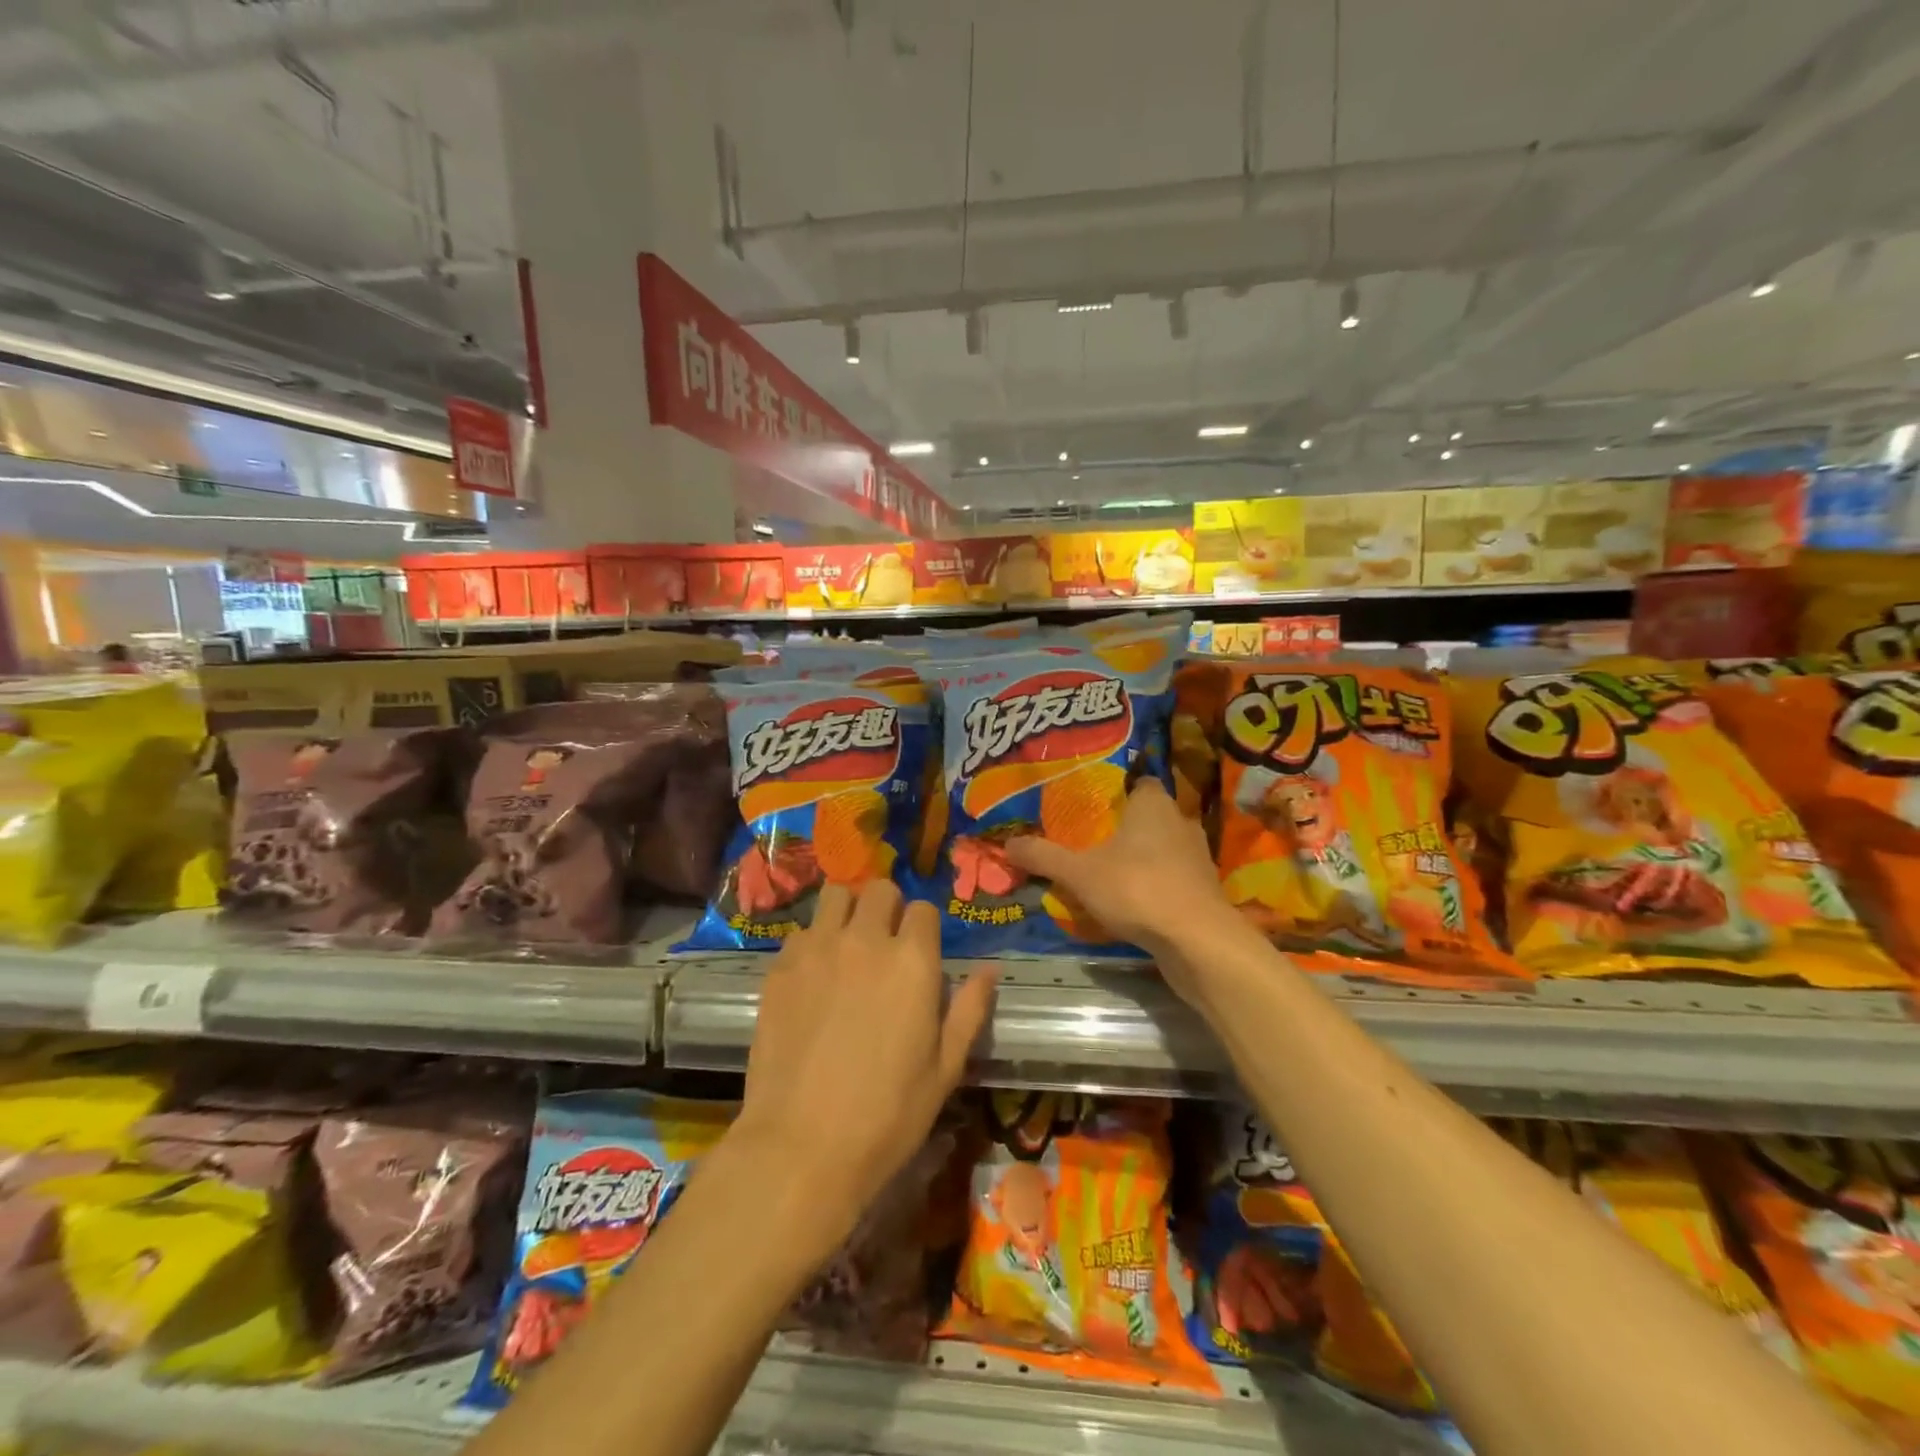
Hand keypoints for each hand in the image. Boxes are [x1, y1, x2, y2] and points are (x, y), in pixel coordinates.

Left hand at [731, 880, 996, 1258]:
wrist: (801, 1146)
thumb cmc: (887, 1115)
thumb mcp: (945, 1068)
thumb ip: (969, 1009)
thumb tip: (990, 969)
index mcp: (913, 961)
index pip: (923, 909)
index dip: (924, 928)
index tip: (920, 952)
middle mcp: (865, 940)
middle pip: (880, 889)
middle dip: (888, 908)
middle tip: (884, 944)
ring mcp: (818, 949)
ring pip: (836, 895)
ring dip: (847, 911)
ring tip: (847, 945)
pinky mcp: (781, 967)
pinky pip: (802, 932)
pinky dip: (813, 942)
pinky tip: (813, 977)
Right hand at [1005, 779, 1245, 990]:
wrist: (1197, 941)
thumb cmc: (1138, 888)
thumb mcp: (1079, 873)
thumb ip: (1044, 856)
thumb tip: (1008, 842)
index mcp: (1154, 804)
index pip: (1139, 782)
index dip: (1117, 791)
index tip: (1092, 805)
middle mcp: (1180, 822)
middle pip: (1149, 816)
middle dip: (1124, 827)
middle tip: (1091, 839)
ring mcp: (1197, 858)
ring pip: (1163, 848)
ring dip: (1141, 858)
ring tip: (1107, 872)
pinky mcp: (1204, 890)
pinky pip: (1172, 878)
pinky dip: (1155, 885)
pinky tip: (1132, 901)